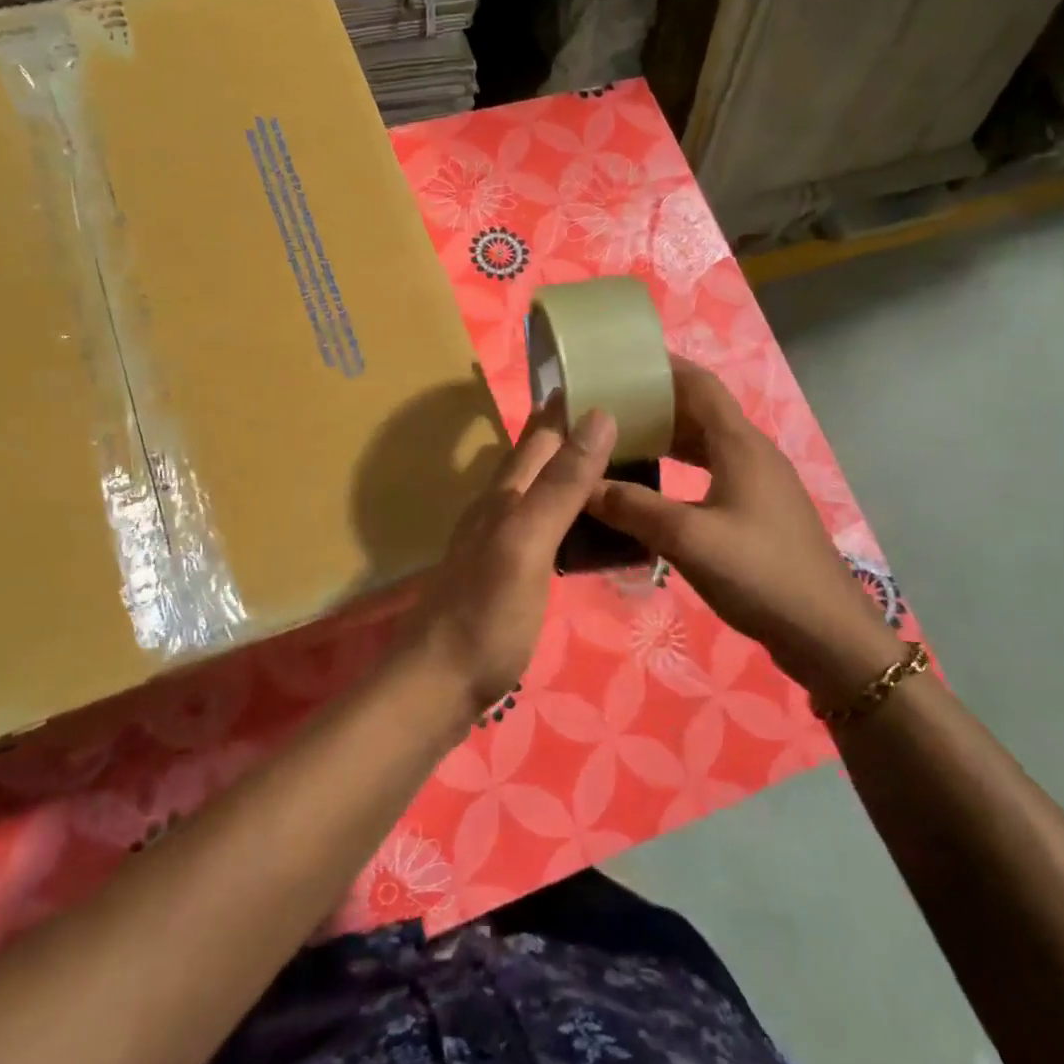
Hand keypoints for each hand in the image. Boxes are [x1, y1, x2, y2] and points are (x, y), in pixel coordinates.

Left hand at [408, 397, 616, 714]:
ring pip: (537, 489)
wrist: (436, 685)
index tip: (610, 378)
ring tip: (614, 462)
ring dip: (570, 470)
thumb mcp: (527, 544)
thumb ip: (561, 485)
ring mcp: (496, 541)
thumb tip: (598, 416)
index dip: (571, 405)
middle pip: (537, 457)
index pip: (542, 434)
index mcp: (505, 495)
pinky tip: (581, 523)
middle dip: (573, 432)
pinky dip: (565, 511)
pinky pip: (540, 524)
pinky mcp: (503, 572)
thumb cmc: (486, 615)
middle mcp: (497, 508)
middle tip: (627, 417)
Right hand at [587, 357, 900, 697]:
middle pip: (700, 412)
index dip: (662, 367)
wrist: (825, 633)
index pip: (699, 385)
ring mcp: (759, 484)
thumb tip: (581, 486)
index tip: (620, 362)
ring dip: (666, 438)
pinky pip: (712, 472)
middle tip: (606, 407)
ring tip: (620, 442)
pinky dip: (680, 468)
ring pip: (706, 444)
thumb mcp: (688, 539)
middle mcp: (751, 453)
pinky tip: (654, 488)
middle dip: (655, 403)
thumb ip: (631, 508)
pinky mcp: (758, 511)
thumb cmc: (760, 574)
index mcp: (740, 445)